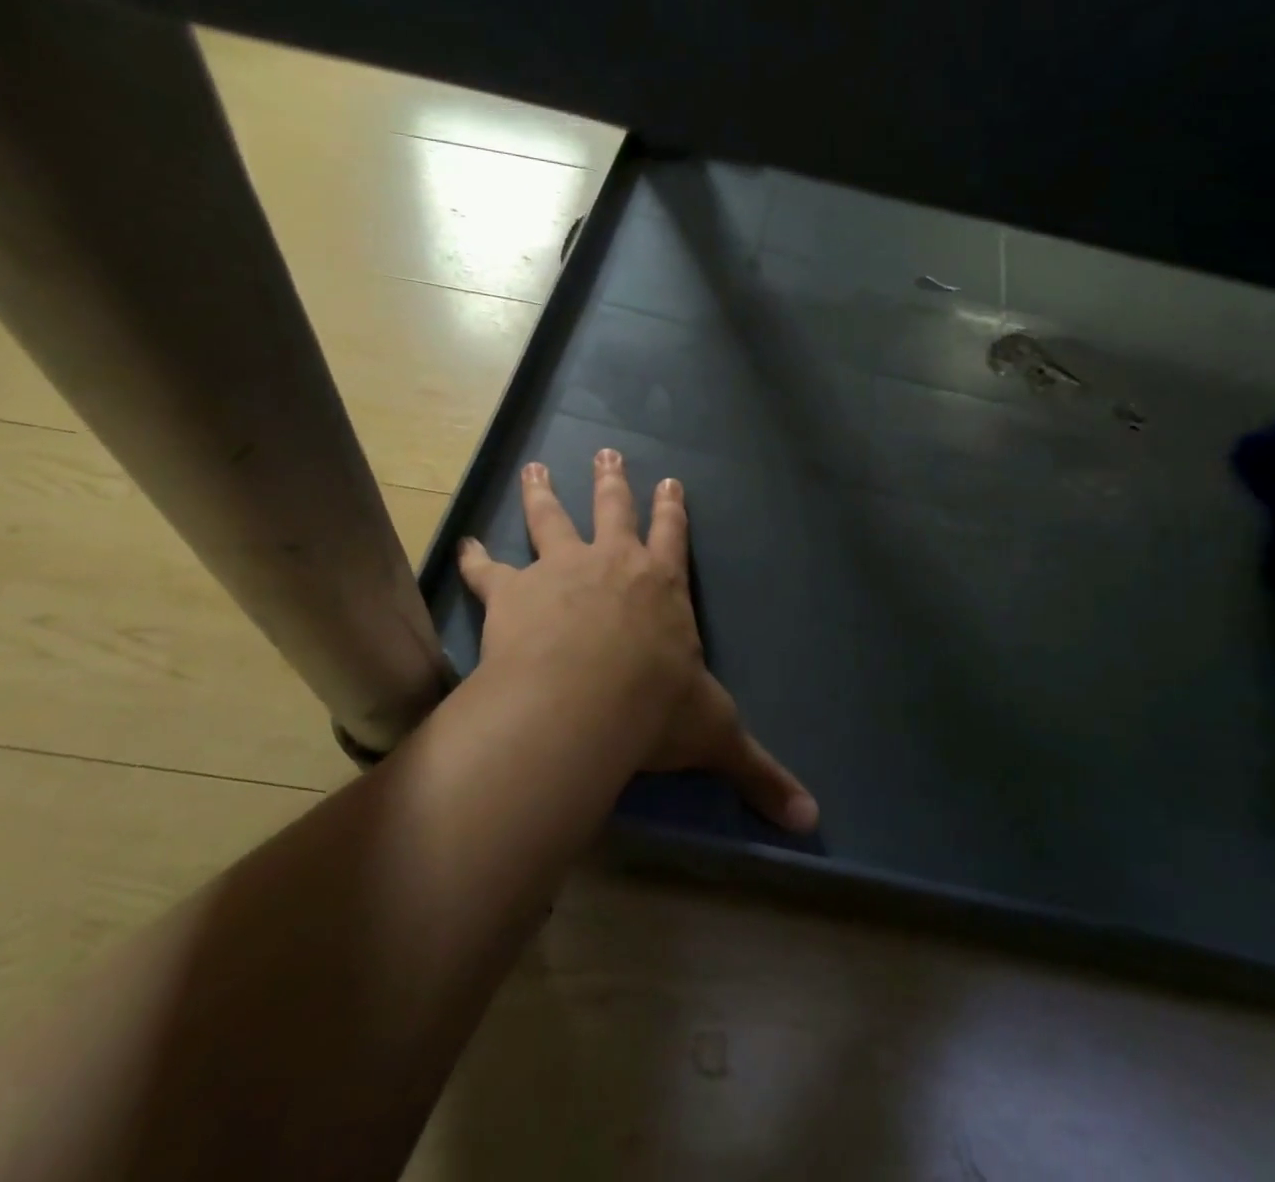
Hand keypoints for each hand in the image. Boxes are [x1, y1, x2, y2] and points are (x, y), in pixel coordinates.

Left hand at [457, 451, 819, 832]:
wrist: (582, 702)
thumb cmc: (654, 710)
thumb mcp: (715, 738)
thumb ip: (759, 775)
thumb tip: (811, 822)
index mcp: (662, 586)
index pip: (672, 536)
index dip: (673, 509)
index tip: (670, 481)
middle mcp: (613, 565)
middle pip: (614, 510)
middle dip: (613, 481)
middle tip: (606, 452)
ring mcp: (560, 572)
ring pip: (551, 521)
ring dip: (543, 494)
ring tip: (534, 468)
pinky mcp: (514, 593)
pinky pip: (490, 570)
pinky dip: (476, 559)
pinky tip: (464, 546)